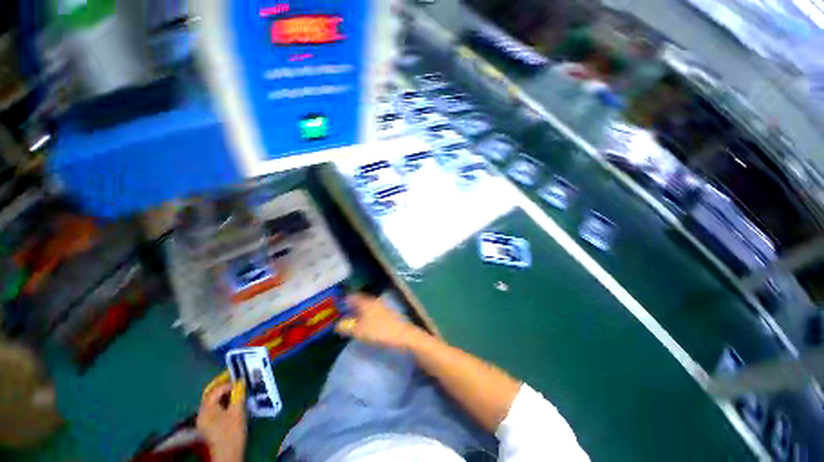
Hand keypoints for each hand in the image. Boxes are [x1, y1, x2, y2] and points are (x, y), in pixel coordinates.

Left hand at [196, 378, 246, 461]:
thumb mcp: (238, 412)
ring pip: (212, 400)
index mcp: (206, 410)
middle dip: (221, 384)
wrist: (228, 454)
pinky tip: (231, 399)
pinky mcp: (208, 424)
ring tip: (235, 386)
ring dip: (222, 392)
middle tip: (233, 376)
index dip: (228, 383)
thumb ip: (238, 395)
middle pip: (210, 394)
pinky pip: (213, 406)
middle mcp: (202, 413)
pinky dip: (221, 400)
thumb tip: (241, 381)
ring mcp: (204, 419)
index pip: (215, 390)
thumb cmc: (232, 433)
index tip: (240, 381)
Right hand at [335, 293, 423, 349]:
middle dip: (351, 305)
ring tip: (352, 319)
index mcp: (366, 302)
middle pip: (360, 300)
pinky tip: (365, 324)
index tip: (337, 305)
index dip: (344, 299)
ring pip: (367, 306)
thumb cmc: (379, 331)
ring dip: (359, 311)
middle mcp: (374, 301)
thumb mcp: (359, 331)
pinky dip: (366, 315)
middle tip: (342, 312)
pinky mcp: (387, 314)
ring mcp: (382, 307)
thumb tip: (337, 325)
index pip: (353, 296)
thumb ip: (346, 327)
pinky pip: (372, 311)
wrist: (403, 335)